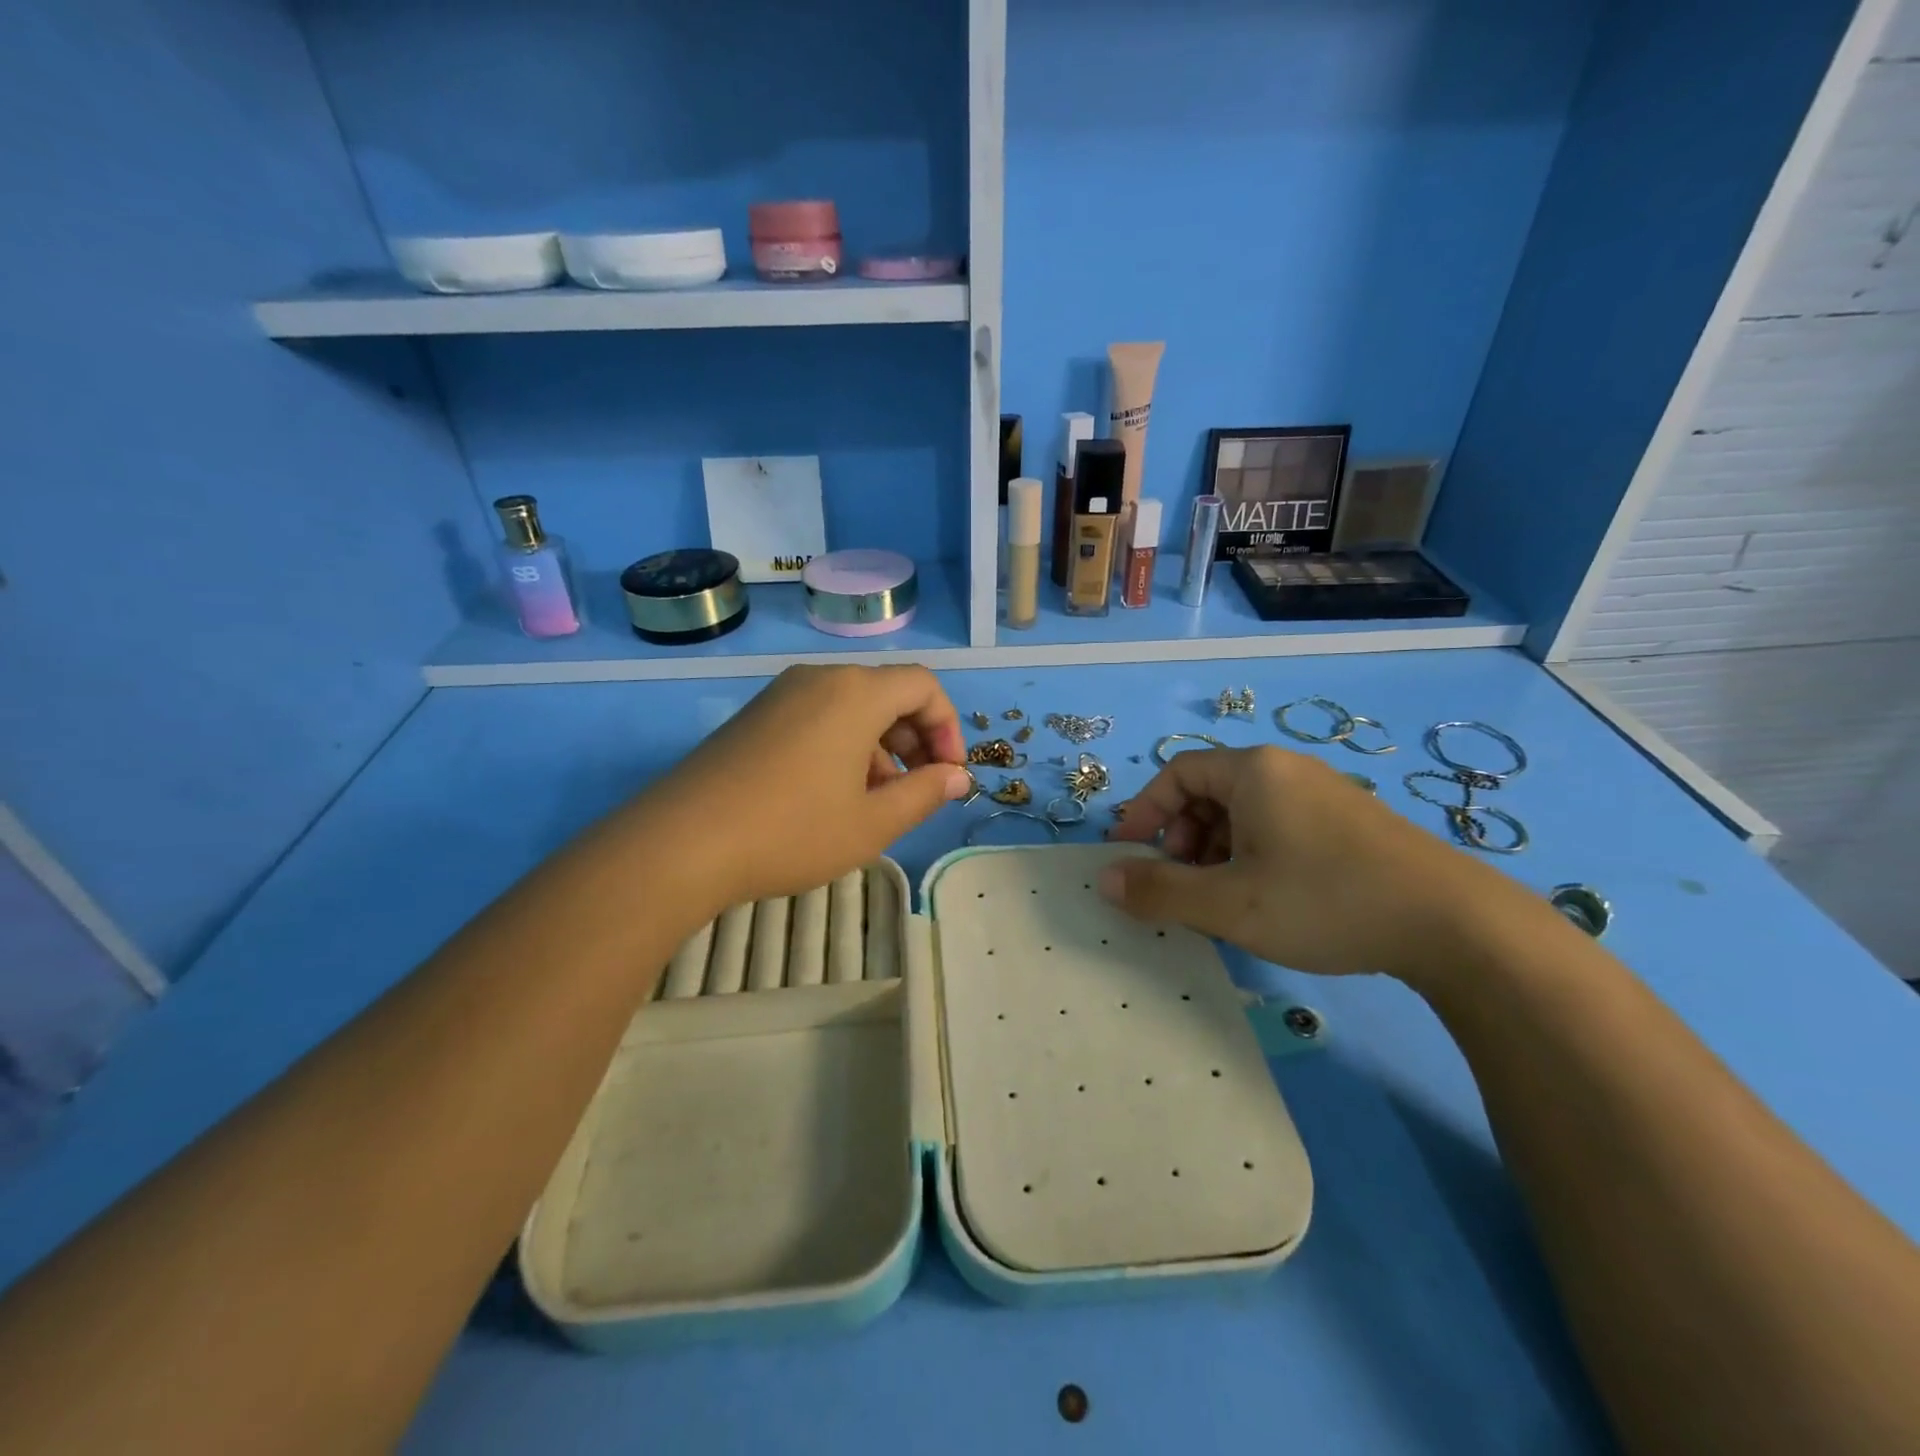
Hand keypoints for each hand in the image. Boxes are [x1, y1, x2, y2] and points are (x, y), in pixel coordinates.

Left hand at [632, 664, 970, 910]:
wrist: (681, 843)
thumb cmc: (792, 831)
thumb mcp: (873, 822)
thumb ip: (925, 794)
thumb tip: (958, 777)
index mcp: (856, 693)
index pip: (924, 686)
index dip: (948, 727)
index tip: (948, 775)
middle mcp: (819, 679)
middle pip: (888, 693)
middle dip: (915, 740)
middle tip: (918, 791)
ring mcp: (781, 695)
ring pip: (851, 708)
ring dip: (880, 748)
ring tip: (875, 803)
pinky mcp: (755, 716)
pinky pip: (817, 717)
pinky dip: (842, 746)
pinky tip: (831, 796)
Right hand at [1101, 745, 1510, 979]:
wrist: (1453, 925)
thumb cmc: (1324, 901)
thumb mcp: (1229, 904)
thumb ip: (1160, 891)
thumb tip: (1105, 880)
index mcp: (1253, 771)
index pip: (1176, 774)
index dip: (1144, 812)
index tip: (1130, 855)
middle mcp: (1287, 769)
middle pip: (1209, 791)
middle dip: (1181, 836)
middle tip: (1181, 883)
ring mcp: (1324, 793)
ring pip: (1245, 812)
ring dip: (1216, 850)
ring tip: (1222, 898)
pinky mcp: (1351, 823)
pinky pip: (1279, 826)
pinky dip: (1253, 854)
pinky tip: (1268, 898)